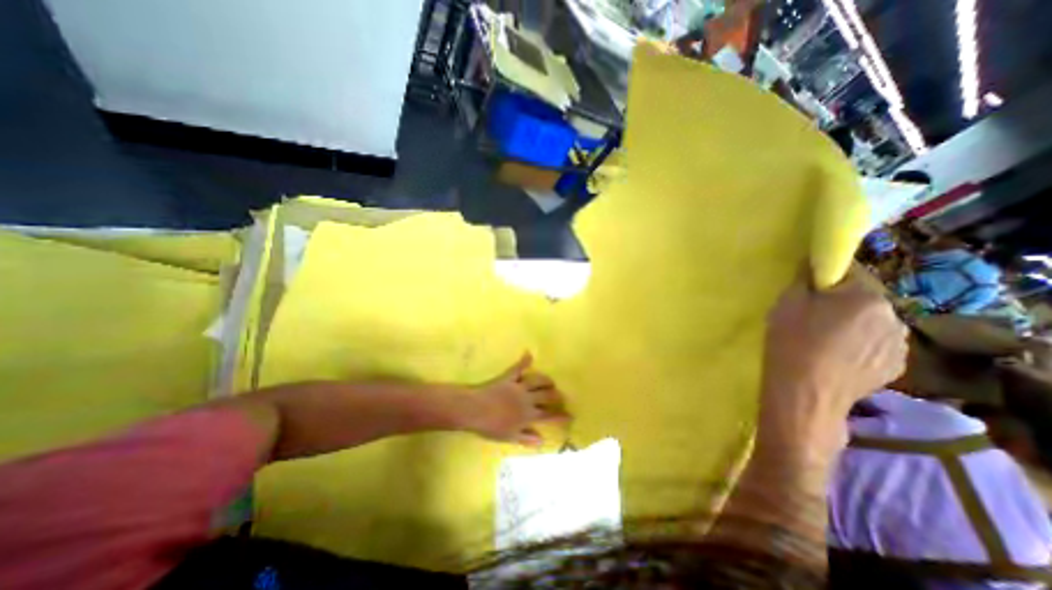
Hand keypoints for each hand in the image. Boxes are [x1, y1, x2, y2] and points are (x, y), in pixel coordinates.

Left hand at [463, 354, 570, 447]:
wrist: (475, 410)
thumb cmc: (490, 426)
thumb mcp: (509, 437)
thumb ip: (526, 437)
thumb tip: (542, 439)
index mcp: (527, 415)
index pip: (548, 415)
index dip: (560, 415)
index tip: (570, 415)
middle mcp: (527, 399)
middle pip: (546, 396)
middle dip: (556, 396)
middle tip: (561, 396)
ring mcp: (518, 387)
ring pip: (537, 381)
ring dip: (546, 380)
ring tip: (551, 381)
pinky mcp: (508, 378)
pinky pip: (518, 368)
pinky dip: (524, 361)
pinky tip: (529, 354)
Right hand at [761, 265, 909, 455]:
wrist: (806, 392)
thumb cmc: (792, 342)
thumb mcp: (787, 303)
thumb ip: (804, 279)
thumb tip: (813, 264)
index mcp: (867, 296)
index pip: (849, 273)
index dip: (825, 279)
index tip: (807, 292)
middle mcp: (894, 316)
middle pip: (862, 299)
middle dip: (840, 303)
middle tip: (811, 318)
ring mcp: (900, 344)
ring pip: (871, 323)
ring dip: (852, 325)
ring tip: (824, 341)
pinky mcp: (896, 367)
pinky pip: (876, 345)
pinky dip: (860, 346)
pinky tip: (837, 358)